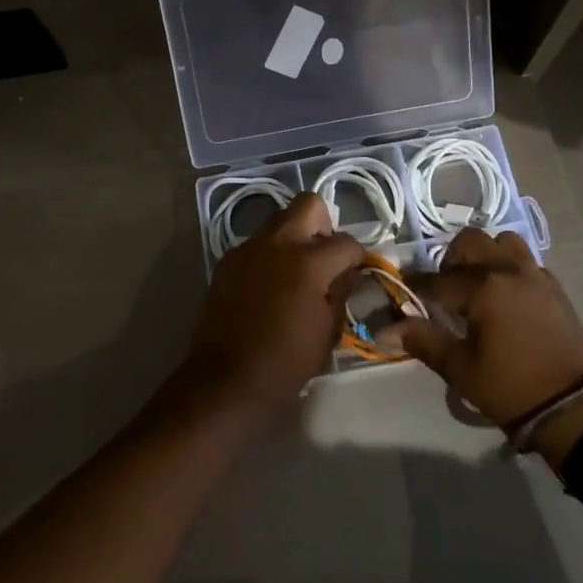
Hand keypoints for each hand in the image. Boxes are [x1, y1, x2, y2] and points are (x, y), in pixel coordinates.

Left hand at [181, 193, 364, 411]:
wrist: (227, 380)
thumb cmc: (286, 363)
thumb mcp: (328, 331)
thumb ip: (341, 291)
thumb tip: (347, 271)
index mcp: (309, 262)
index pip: (346, 241)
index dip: (356, 256)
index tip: (354, 271)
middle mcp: (278, 242)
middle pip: (309, 203)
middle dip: (323, 224)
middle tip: (323, 257)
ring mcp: (248, 247)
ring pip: (279, 220)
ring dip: (294, 237)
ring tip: (295, 273)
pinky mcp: (228, 259)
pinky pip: (256, 244)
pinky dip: (269, 255)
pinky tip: (267, 287)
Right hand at [391, 229, 582, 464]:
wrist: (578, 411)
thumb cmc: (513, 390)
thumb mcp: (462, 370)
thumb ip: (424, 341)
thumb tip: (385, 329)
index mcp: (484, 288)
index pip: (438, 279)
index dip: (416, 285)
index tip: (403, 290)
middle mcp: (509, 270)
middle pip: (470, 242)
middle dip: (452, 260)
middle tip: (446, 289)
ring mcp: (536, 275)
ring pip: (502, 243)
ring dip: (485, 255)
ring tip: (479, 285)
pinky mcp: (555, 288)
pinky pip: (525, 261)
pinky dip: (509, 268)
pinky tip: (506, 296)